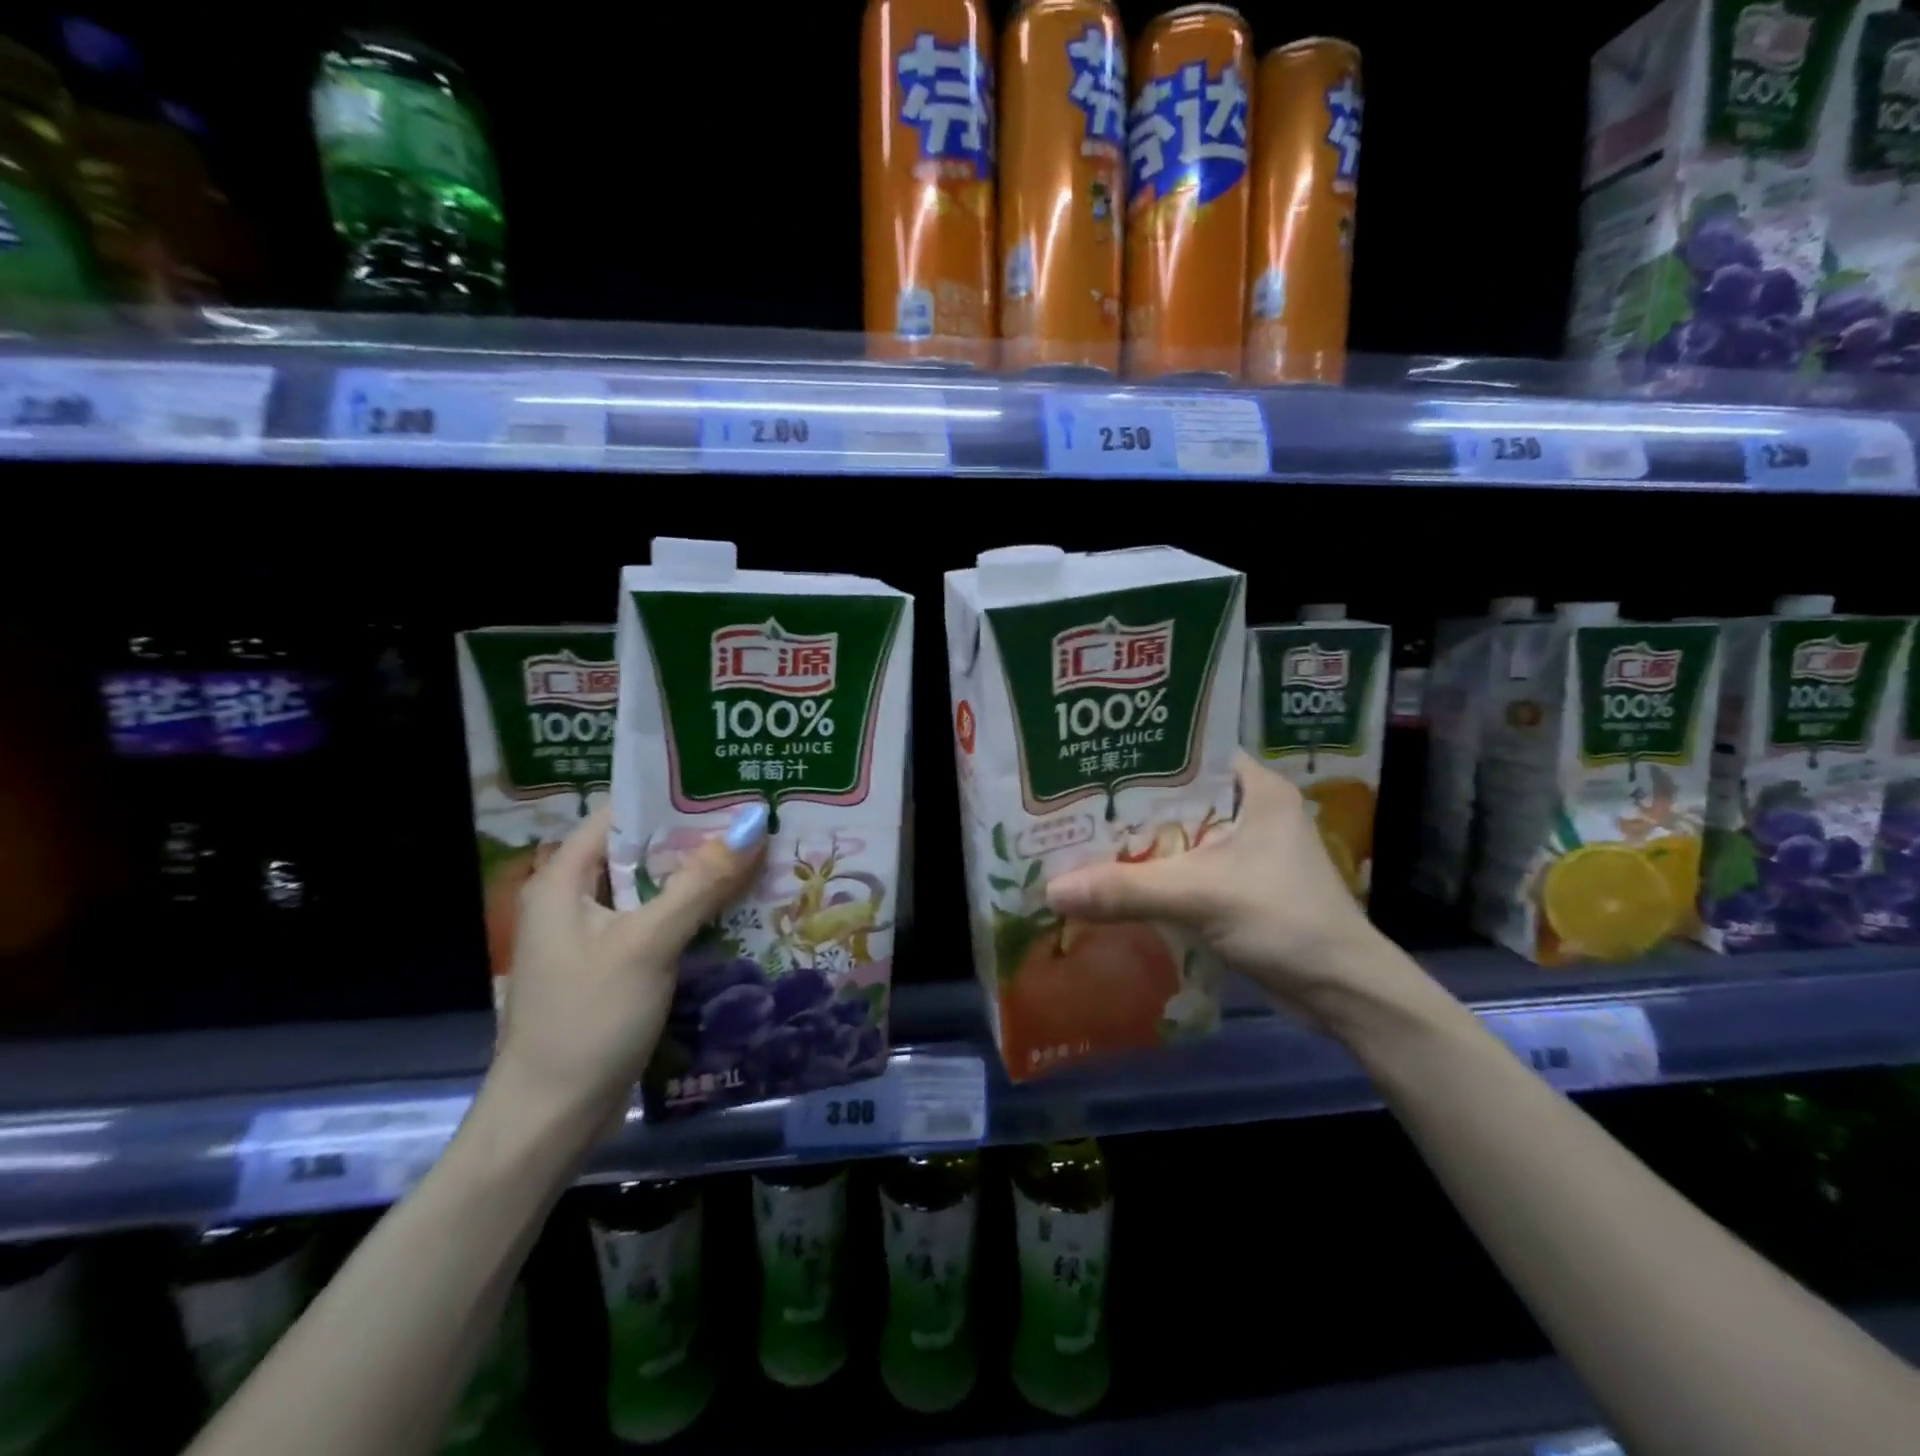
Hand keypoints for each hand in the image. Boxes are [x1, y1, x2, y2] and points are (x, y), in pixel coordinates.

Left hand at [490, 804, 766, 1139]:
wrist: (550, 1119)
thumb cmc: (588, 1019)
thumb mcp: (648, 943)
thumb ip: (701, 881)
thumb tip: (753, 820)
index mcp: (565, 879)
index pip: (623, 815)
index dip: (673, 796)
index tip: (730, 785)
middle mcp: (576, 898)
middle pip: (643, 851)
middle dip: (698, 837)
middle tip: (758, 818)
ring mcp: (595, 936)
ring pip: (655, 890)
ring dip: (701, 877)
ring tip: (760, 855)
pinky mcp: (614, 967)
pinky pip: (658, 924)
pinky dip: (694, 914)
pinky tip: (739, 909)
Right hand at [1045, 751, 1418, 1030]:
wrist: (1343, 994)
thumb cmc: (1286, 921)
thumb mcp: (1202, 897)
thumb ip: (1127, 890)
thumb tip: (1051, 889)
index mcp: (1256, 789)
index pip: (1186, 754)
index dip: (1137, 756)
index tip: (1086, 759)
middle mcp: (1250, 811)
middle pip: (1174, 798)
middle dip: (1125, 806)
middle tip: (1067, 802)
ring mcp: (1244, 851)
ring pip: (1175, 837)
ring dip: (1135, 845)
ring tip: (1075, 838)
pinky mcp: (1235, 887)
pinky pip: (1180, 870)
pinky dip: (1149, 875)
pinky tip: (1107, 879)